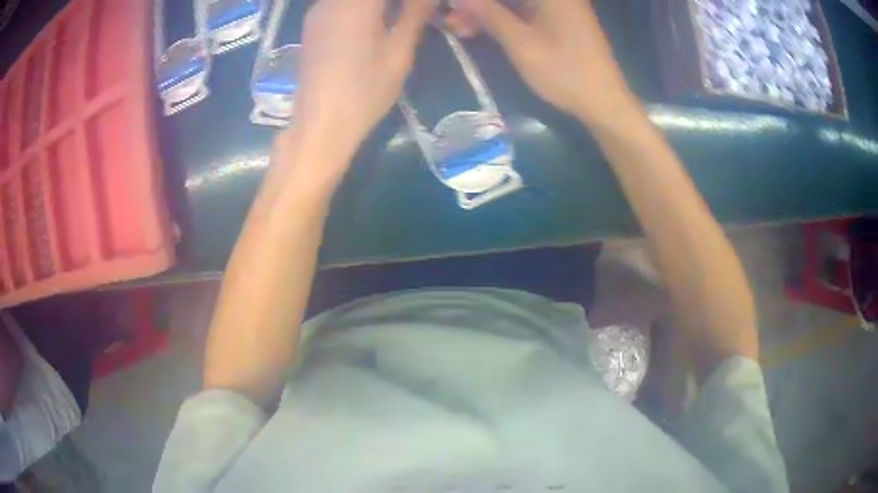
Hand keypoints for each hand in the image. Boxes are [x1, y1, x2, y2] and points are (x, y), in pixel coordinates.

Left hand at [290, 0, 433, 164]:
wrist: (320, 126)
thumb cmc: (364, 92)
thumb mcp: (398, 52)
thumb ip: (414, 13)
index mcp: (356, 4)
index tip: (421, 7)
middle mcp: (331, 1)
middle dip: (393, 1)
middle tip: (412, 12)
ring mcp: (317, 11)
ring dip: (378, 4)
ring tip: (400, 15)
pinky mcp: (312, 25)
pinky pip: (339, 3)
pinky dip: (361, 7)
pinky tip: (375, 19)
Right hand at [457, 0, 636, 121]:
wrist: (604, 102)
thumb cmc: (565, 72)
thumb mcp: (521, 43)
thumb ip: (488, 14)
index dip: (476, 0)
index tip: (453, 7)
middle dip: (478, 5)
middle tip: (452, 20)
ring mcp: (558, 4)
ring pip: (513, 2)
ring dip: (486, 12)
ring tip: (459, 27)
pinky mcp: (558, 17)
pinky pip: (523, 10)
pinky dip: (502, 18)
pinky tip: (480, 29)